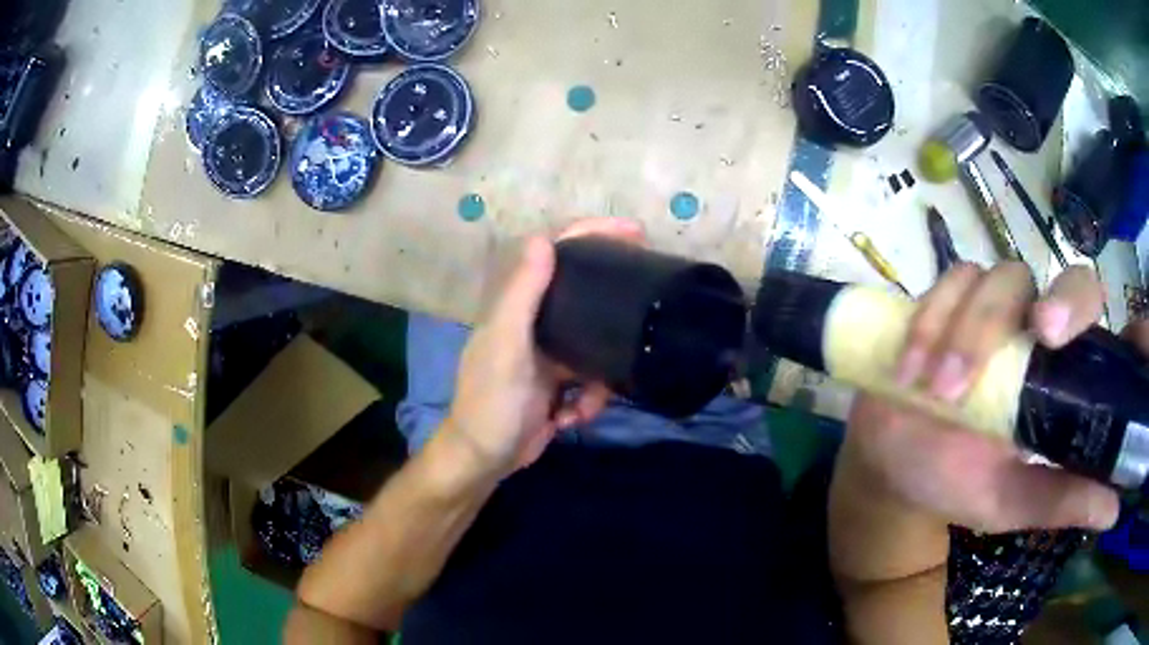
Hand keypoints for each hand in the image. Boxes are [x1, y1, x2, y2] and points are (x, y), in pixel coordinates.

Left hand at [444, 218, 644, 477]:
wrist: (486, 459)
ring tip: (586, 404)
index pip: (554, 254)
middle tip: (646, 309)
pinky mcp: (560, 381)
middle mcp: (534, 321)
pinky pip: (593, 378)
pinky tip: (570, 419)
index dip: (591, 235)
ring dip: (599, 378)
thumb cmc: (490, 402)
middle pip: (585, 296)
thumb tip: (543, 239)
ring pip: (597, 345)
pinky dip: (588, 401)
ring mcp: (549, 353)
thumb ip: (521, 295)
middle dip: (613, 308)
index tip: (635, 233)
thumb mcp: (506, 348)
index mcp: (518, 305)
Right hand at [842, 263, 1121, 535]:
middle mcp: (1039, 328)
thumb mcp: (1012, 501)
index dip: (1124, 319)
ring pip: (1004, 277)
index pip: (1109, 332)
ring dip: (974, 330)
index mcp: (1063, 375)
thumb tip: (1114, 512)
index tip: (1128, 338)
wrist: (892, 463)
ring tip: (944, 392)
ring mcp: (996, 306)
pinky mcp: (949, 299)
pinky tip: (910, 373)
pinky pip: (950, 283)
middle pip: (1070, 279)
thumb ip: (1061, 501)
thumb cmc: (957, 481)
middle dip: (1062, 302)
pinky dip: (931, 323)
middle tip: (1040, 332)